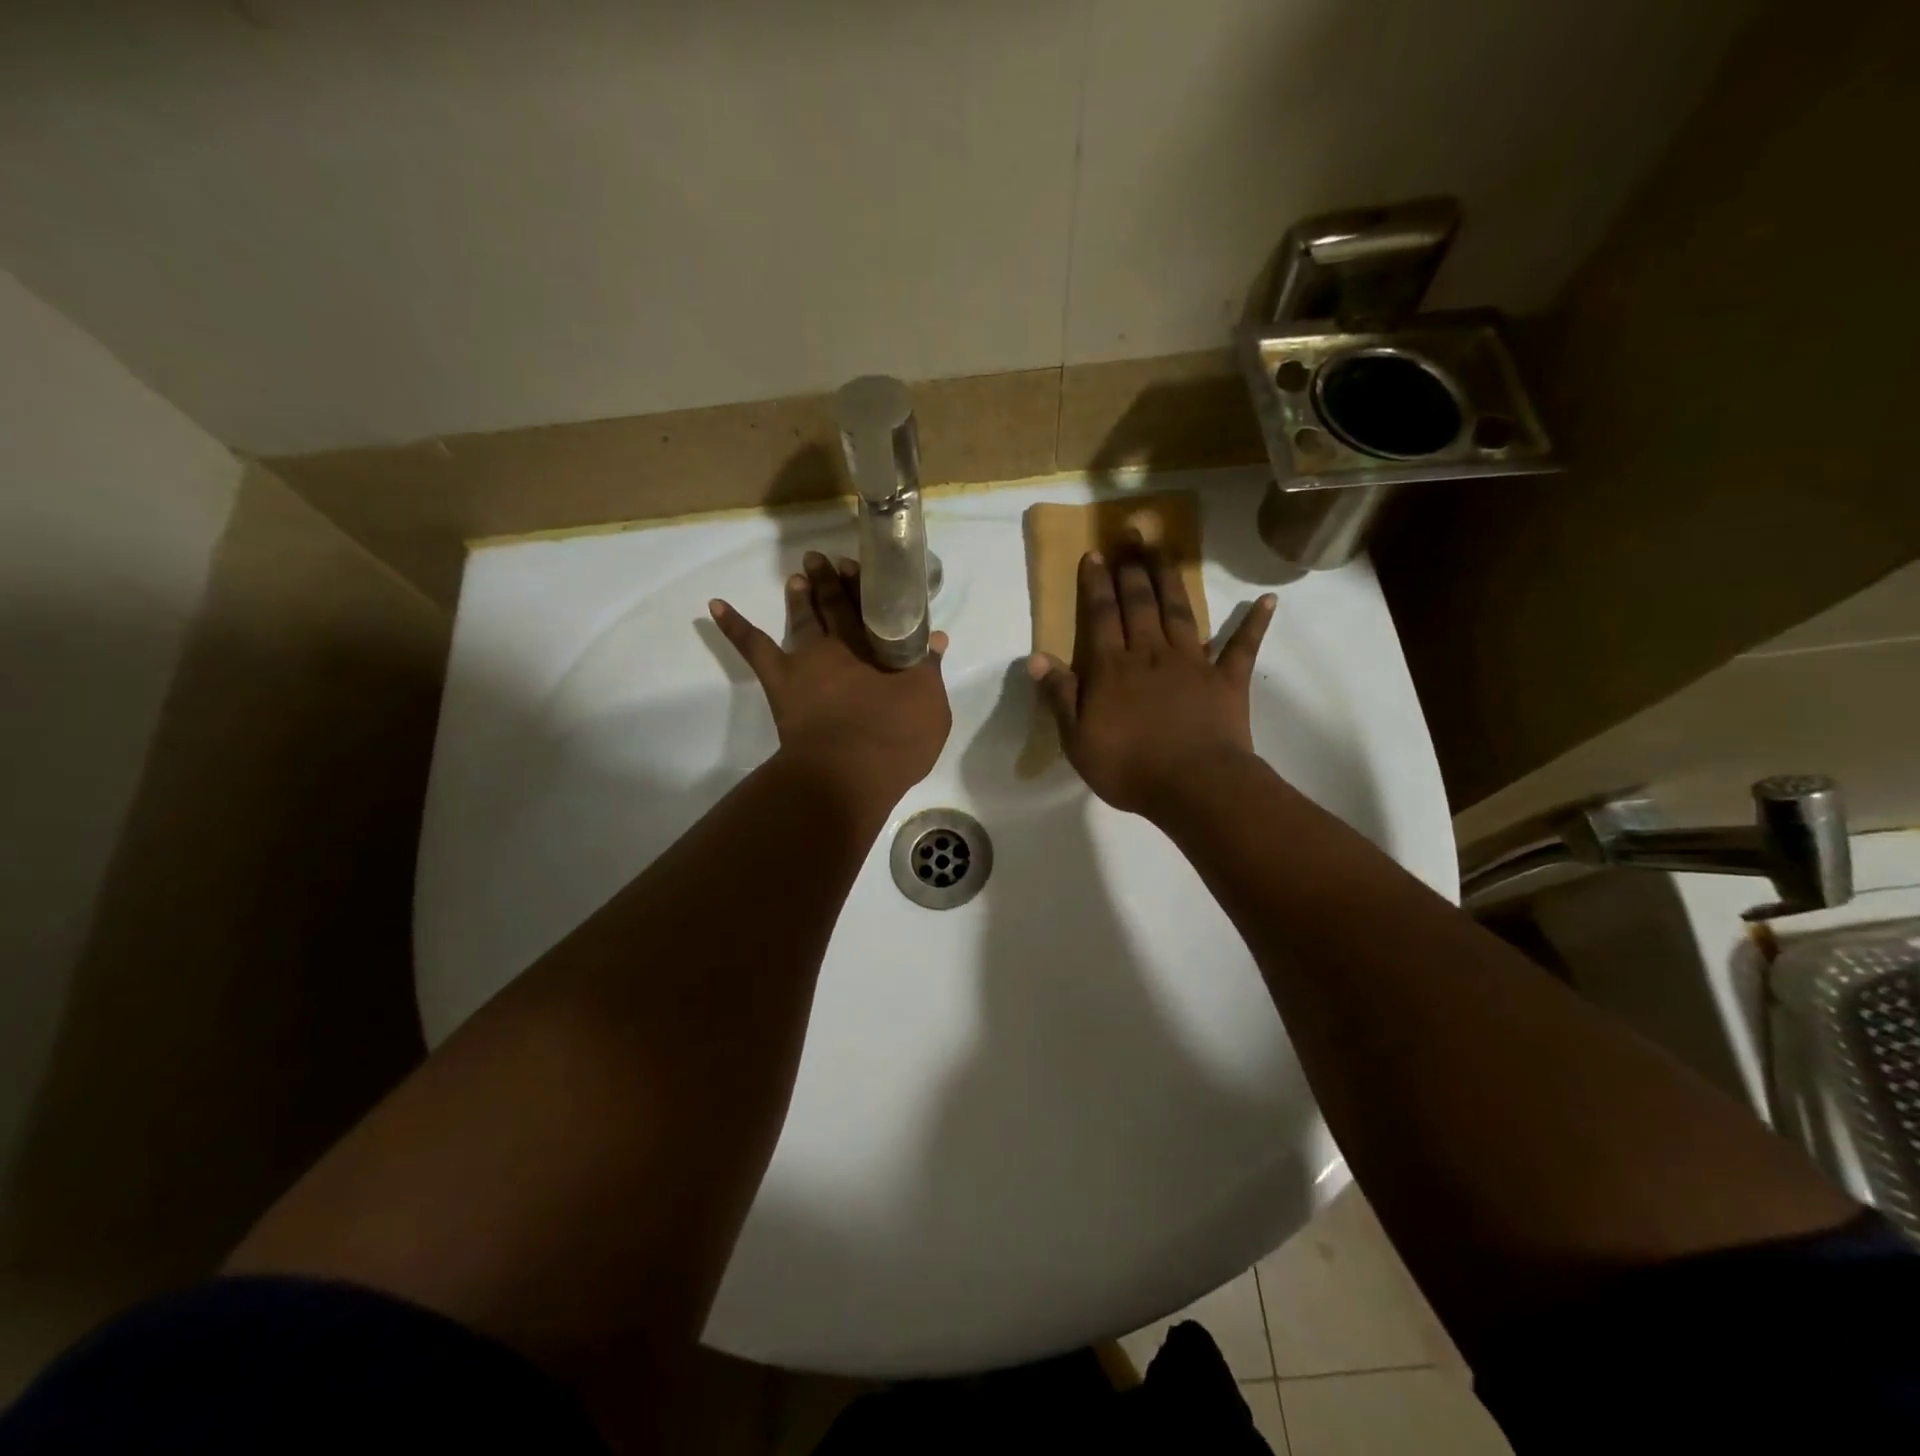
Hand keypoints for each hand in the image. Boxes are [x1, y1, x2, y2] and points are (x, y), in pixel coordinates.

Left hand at [711, 551, 950, 805]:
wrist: (848, 772)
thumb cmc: (895, 741)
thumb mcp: (930, 706)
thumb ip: (930, 670)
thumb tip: (936, 639)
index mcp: (882, 649)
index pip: (876, 610)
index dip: (869, 588)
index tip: (864, 568)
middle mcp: (844, 645)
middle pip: (839, 607)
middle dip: (834, 582)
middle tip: (826, 560)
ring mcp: (808, 660)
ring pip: (803, 618)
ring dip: (801, 596)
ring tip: (798, 576)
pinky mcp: (780, 680)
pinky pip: (754, 648)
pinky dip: (734, 626)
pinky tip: (715, 605)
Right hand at [1030, 542, 1274, 818]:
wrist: (1193, 787)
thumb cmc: (1128, 767)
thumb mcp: (1078, 739)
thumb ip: (1060, 695)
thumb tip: (1037, 657)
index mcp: (1113, 668)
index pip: (1102, 616)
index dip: (1097, 584)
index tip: (1095, 554)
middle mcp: (1151, 654)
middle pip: (1140, 604)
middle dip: (1133, 568)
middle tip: (1132, 535)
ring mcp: (1193, 663)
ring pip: (1181, 612)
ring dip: (1172, 580)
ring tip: (1166, 550)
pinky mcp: (1227, 680)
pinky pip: (1242, 646)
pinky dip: (1255, 623)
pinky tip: (1268, 600)